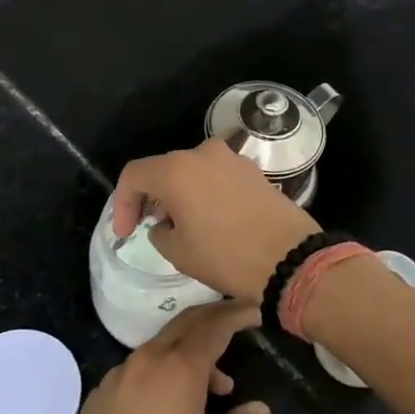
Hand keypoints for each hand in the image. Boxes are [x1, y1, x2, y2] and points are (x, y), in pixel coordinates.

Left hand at [58, 300, 270, 413]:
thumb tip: (259, 409)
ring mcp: (121, 371)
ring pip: (163, 345)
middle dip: (214, 317)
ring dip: (191, 352)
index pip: (215, 326)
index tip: (254, 311)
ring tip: (214, 386)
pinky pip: (141, 365)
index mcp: (180, 368)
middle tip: (238, 322)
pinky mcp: (102, 388)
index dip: (237, 315)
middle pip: (186, 322)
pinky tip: (172, 401)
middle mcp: (149, 358)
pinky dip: (164, 368)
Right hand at [111, 138, 319, 300]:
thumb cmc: (227, 256)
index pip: (134, 175)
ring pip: (192, 172)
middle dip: (152, 198)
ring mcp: (233, 159)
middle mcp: (204, 153)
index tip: (125, 233)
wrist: (292, 260)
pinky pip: (217, 177)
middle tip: (150, 227)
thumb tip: (164, 224)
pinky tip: (210, 220)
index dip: (122, 204)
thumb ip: (159, 231)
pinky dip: (205, 193)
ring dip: (180, 194)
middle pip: (164, 169)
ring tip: (181, 226)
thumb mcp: (178, 252)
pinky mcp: (254, 171)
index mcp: (177, 169)